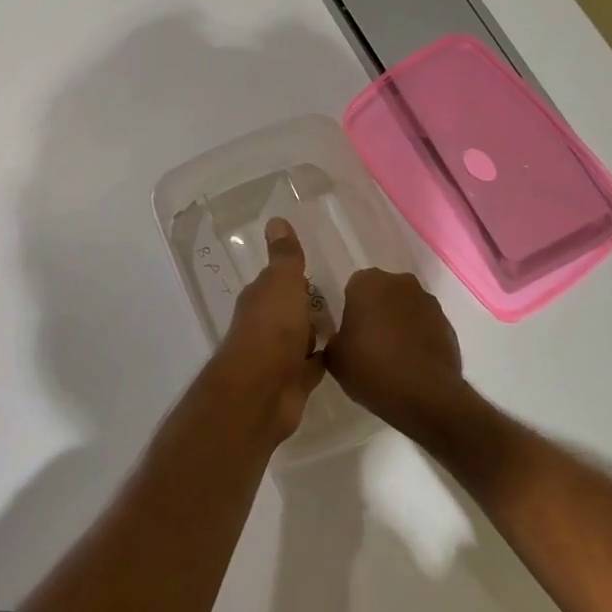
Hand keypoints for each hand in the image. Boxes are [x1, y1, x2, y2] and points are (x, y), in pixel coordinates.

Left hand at [210, 217, 325, 440]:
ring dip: (316, 333)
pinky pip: (312, 366)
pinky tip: (346, 355)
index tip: (319, 270)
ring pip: (301, 338)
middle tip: (344, 297)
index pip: (279, 281)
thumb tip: (275, 219)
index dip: (295, 276)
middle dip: (309, 305)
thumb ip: (285, 256)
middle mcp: (265, 325)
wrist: (262, 392)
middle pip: (290, 310)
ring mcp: (278, 356)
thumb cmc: (272, 329)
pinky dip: (324, 360)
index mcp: (260, 298)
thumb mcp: (282, 283)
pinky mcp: (293, 383)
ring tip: (351, 323)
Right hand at [325, 269, 474, 441]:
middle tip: (368, 341)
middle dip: (376, 311)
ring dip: (399, 323)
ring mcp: (428, 303)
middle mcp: (401, 283)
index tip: (350, 332)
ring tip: (392, 356)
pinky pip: (425, 326)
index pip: (354, 287)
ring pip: (406, 308)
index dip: (351, 309)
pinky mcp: (448, 324)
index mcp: (368, 283)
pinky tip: (411, 363)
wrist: (426, 396)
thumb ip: (335, 338)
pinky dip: (418, 338)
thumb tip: (344, 338)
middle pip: (383, 293)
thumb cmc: (371, 368)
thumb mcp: (335, 357)